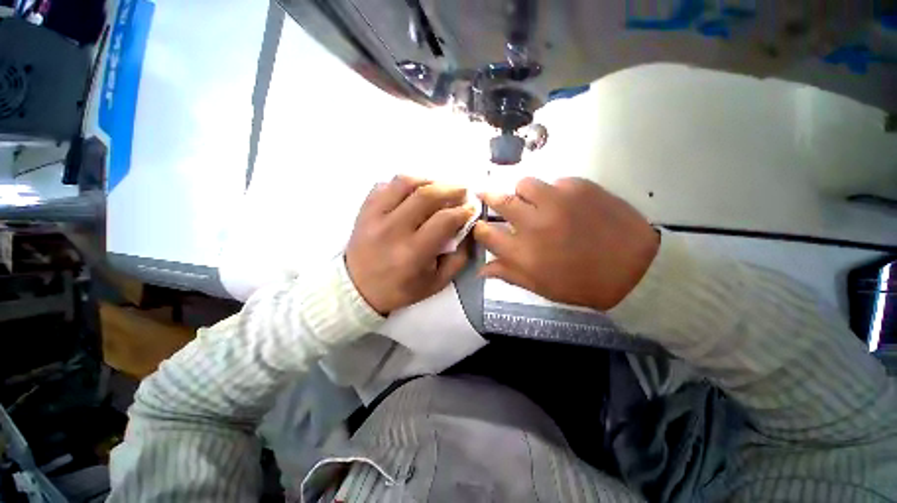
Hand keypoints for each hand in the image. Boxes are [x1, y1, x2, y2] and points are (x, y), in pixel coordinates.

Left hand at [346, 176, 473, 314]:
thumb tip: (468, 230)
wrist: (358, 289)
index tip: (472, 208)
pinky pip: (385, 185)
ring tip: (439, 187)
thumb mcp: (436, 283)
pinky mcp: (364, 210)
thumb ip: (458, 259)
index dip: (463, 211)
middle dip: (451, 188)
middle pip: (426, 195)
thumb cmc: (400, 289)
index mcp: (412, 253)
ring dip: (428, 180)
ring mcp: (375, 216)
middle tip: (462, 190)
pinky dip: (404, 184)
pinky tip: (413, 192)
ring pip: (404, 183)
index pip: (444, 220)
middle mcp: (393, 230)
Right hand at [473, 177, 658, 310]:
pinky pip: (555, 182)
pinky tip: (565, 204)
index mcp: (523, 252)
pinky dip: (553, 192)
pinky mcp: (580, 187)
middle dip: (488, 196)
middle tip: (485, 194)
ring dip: (523, 193)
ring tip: (532, 202)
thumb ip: (508, 274)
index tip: (481, 227)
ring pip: (525, 183)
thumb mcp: (540, 286)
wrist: (635, 269)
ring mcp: (557, 201)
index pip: (486, 233)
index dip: (479, 228)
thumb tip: (480, 270)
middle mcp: (535, 223)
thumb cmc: (581, 283)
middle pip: (500, 200)